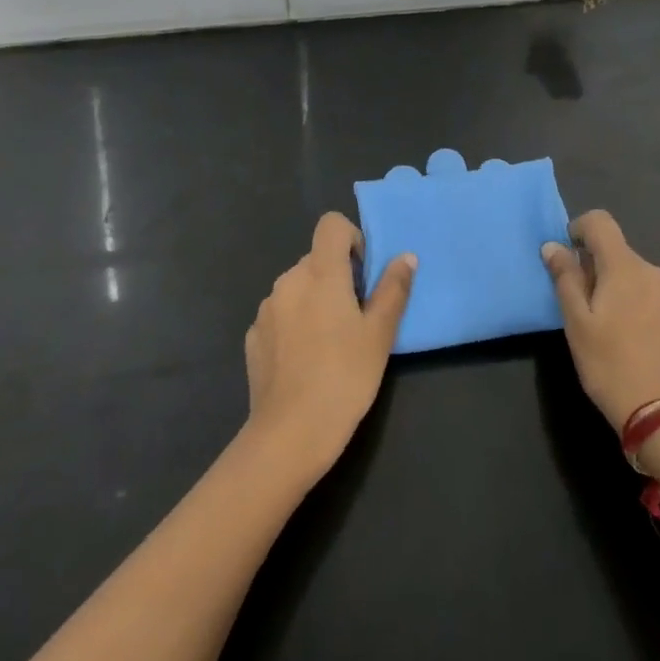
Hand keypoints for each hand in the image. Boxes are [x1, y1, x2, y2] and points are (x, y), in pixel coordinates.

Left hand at [244, 212, 414, 485]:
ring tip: (332, 345)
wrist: (289, 435)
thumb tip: (405, 256)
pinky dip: (295, 325)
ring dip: (315, 301)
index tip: (363, 274)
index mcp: (320, 273)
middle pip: (316, 260)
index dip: (351, 239)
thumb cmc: (344, 378)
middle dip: (338, 278)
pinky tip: (306, 362)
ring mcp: (266, 309)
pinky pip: (281, 316)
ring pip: (298, 288)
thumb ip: (393, 289)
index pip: (331, 225)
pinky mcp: (254, 337)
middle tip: (357, 318)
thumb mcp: (380, 335)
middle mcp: (288, 281)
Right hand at [543, 210, 659, 431]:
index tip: (569, 257)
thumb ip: (565, 279)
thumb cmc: (611, 367)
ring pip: (644, 283)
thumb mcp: (576, 324)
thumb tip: (554, 246)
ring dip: (626, 294)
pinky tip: (644, 350)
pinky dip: (649, 316)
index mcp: (624, 268)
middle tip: (586, 310)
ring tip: (617, 334)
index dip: (580, 229)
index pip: (601, 222)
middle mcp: (657, 274)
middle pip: (621, 256)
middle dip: (601, 271)